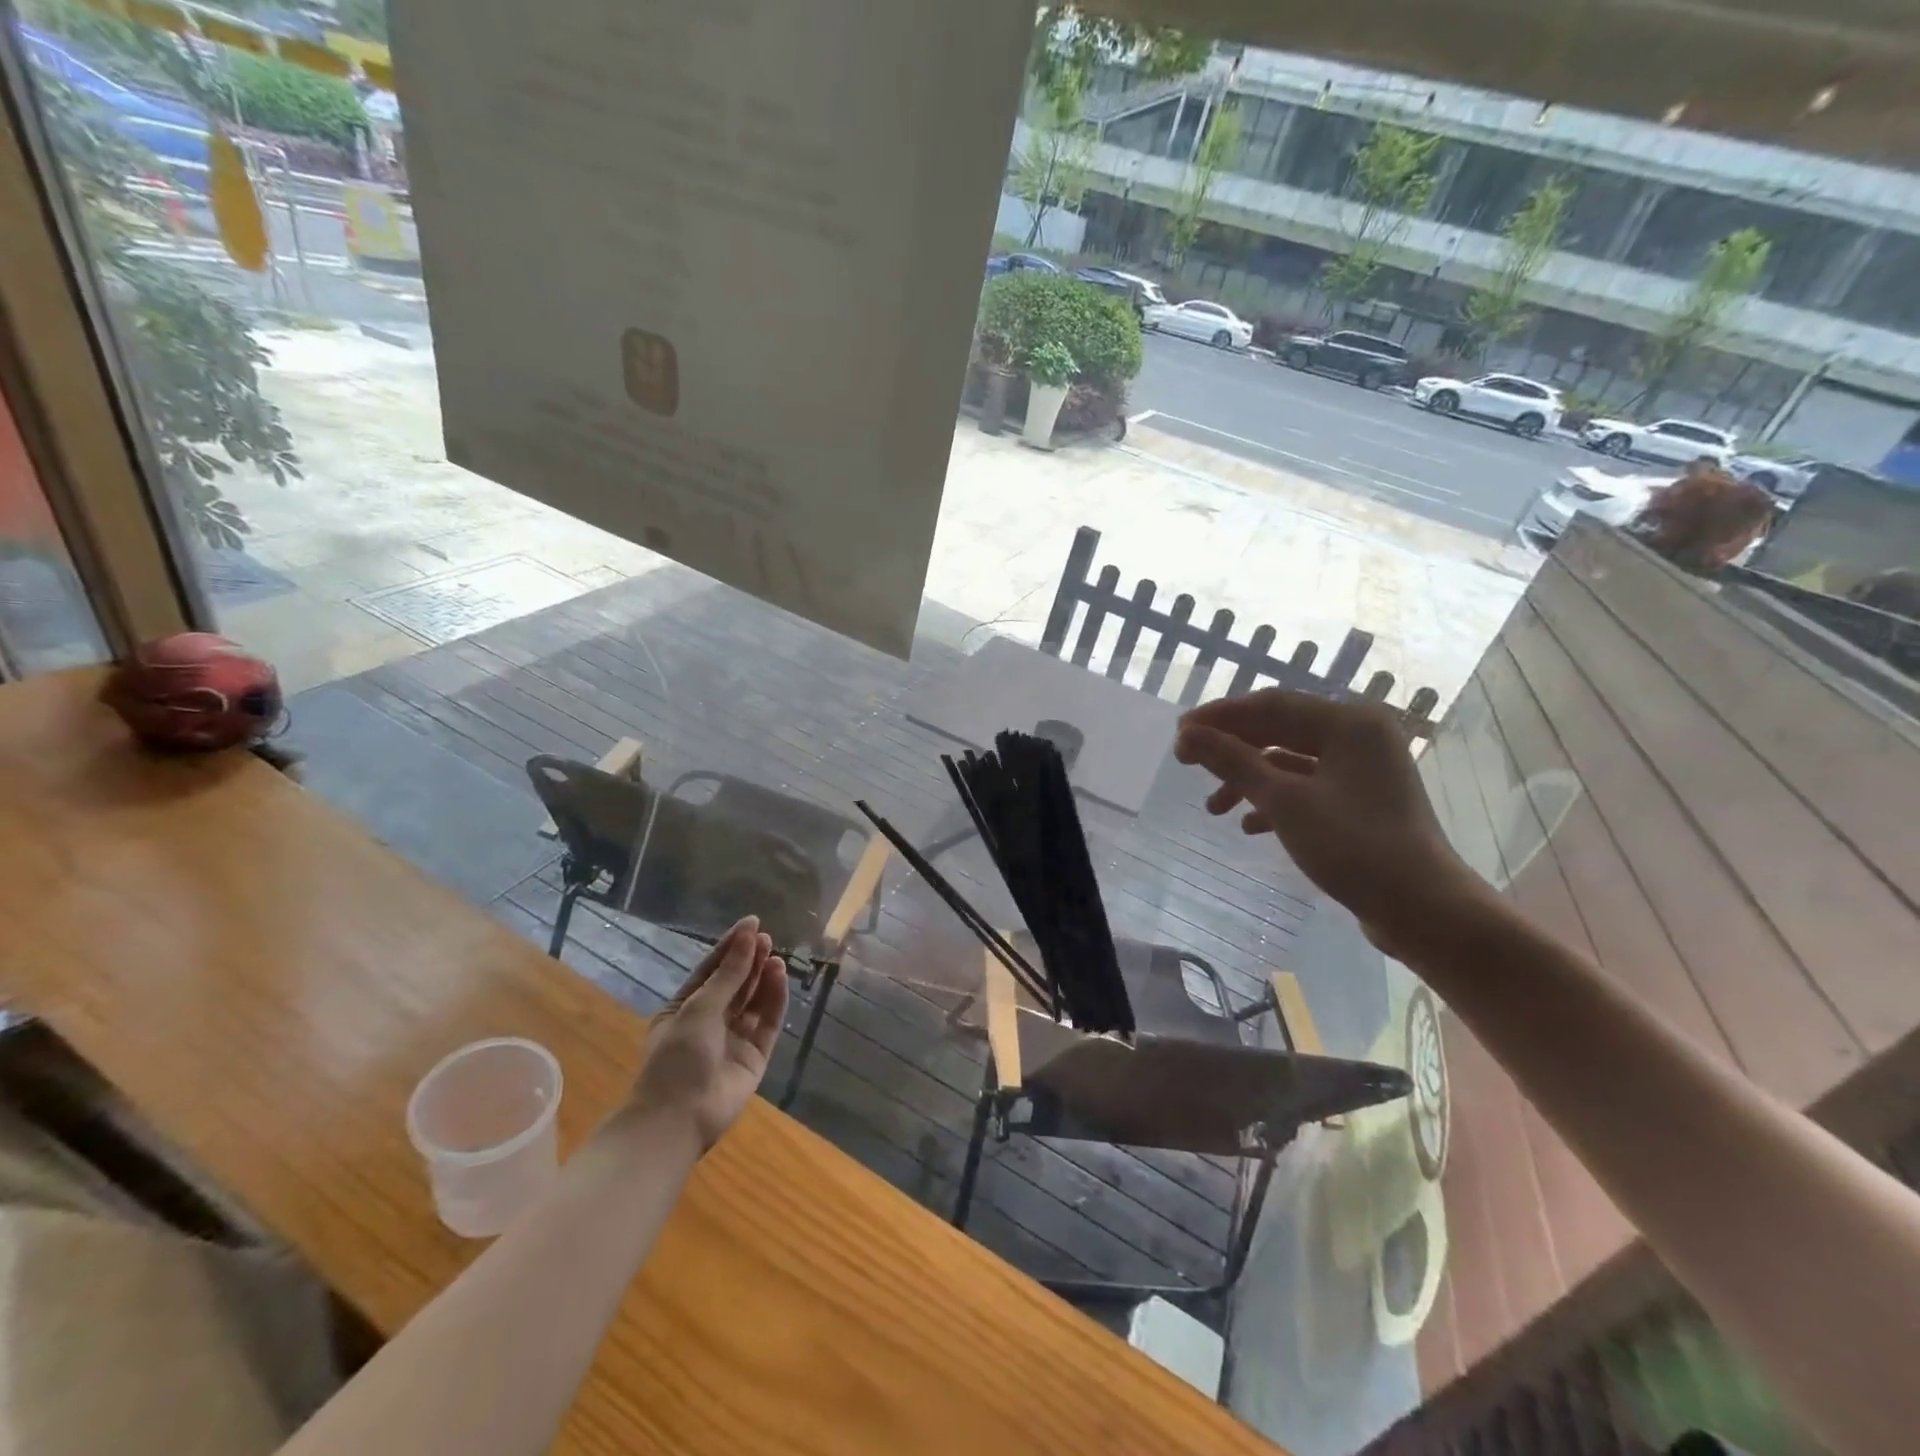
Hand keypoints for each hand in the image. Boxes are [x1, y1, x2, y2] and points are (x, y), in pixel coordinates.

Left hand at [627, 917, 787, 1152]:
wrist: (678, 1119)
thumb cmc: (677, 1058)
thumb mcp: (698, 1008)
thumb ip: (729, 974)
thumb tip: (749, 936)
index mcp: (684, 1009)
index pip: (711, 970)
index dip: (731, 946)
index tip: (752, 923)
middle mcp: (710, 1022)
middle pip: (735, 984)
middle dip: (750, 959)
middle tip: (766, 938)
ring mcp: (733, 1039)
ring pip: (753, 1001)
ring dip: (763, 977)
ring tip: (775, 956)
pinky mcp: (755, 1056)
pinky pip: (767, 1021)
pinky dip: (774, 999)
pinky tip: (780, 977)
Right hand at [1175, 691, 1481, 954]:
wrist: (1422, 909)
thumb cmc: (1353, 846)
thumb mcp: (1284, 801)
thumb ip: (1233, 762)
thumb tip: (1187, 735)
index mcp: (1348, 723)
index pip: (1270, 705)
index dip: (1220, 716)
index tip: (1179, 733)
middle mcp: (1358, 737)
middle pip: (1279, 729)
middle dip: (1231, 748)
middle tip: (1186, 761)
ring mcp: (1362, 770)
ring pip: (1290, 761)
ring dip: (1249, 779)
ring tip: (1214, 808)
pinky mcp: (1361, 801)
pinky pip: (1307, 786)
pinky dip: (1274, 800)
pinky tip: (1249, 825)